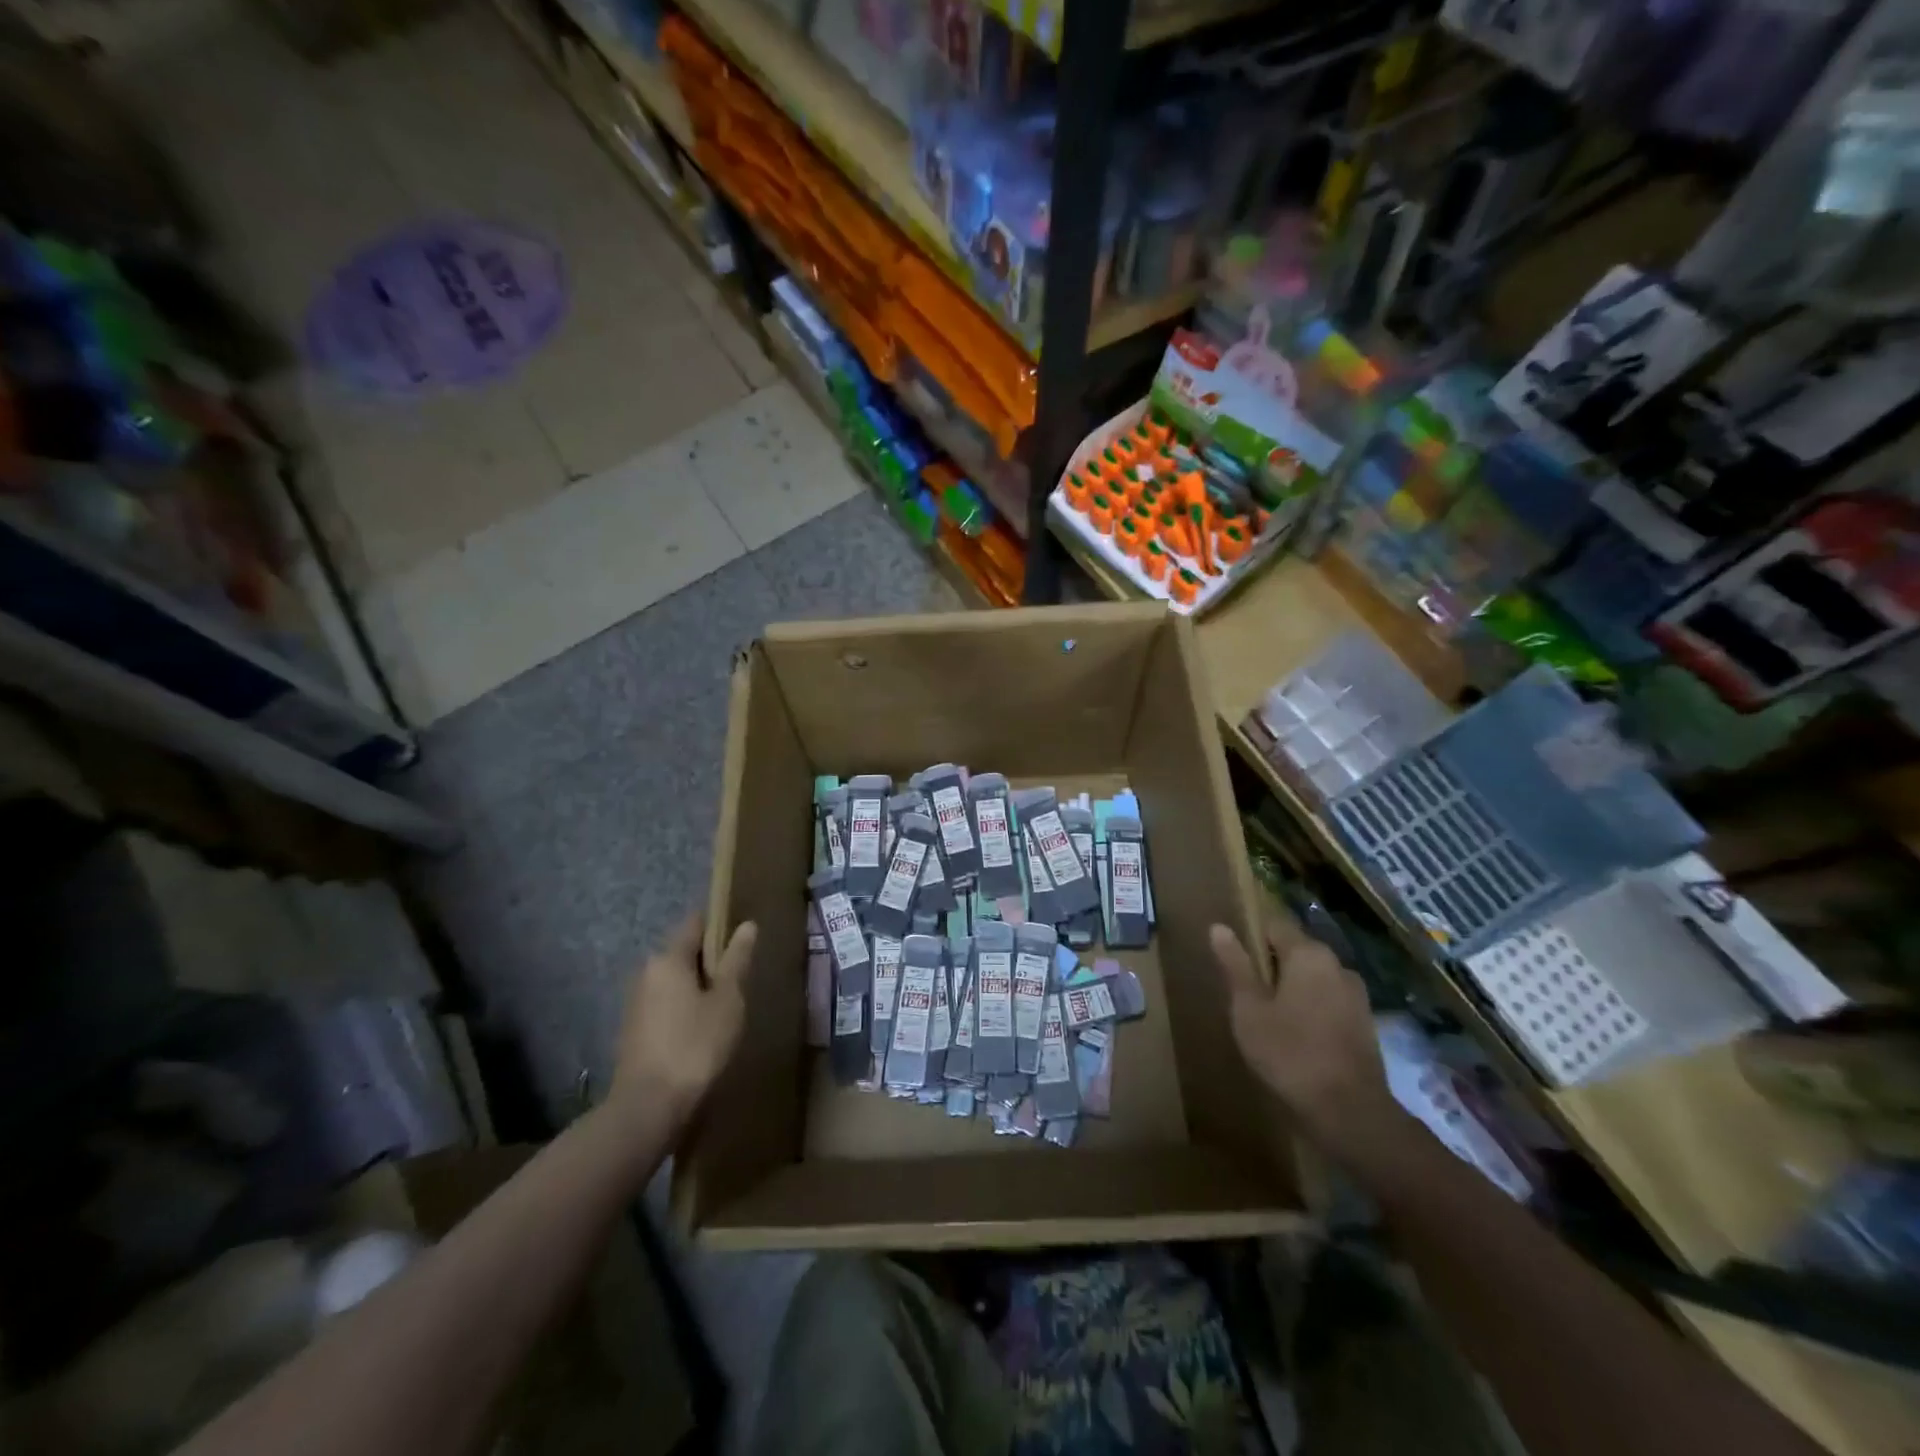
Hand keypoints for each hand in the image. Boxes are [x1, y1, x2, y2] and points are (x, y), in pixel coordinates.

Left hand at [612, 914, 756, 1117]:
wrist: (647, 1108)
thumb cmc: (695, 1046)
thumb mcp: (727, 1001)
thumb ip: (737, 961)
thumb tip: (747, 925)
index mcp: (668, 958)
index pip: (696, 923)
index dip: (721, 925)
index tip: (743, 942)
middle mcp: (646, 972)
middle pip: (684, 952)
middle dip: (711, 962)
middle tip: (740, 983)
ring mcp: (635, 1002)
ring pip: (675, 981)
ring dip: (698, 988)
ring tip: (725, 1010)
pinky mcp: (633, 1030)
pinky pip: (665, 1005)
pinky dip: (684, 1009)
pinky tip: (702, 1032)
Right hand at [1210, 911, 1398, 1150]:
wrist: (1350, 1112)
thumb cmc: (1289, 1053)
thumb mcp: (1249, 1009)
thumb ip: (1235, 965)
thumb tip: (1219, 927)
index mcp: (1308, 953)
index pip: (1273, 924)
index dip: (1250, 936)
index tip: (1233, 960)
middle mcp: (1337, 964)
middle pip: (1295, 950)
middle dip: (1270, 965)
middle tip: (1245, 994)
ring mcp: (1356, 993)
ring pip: (1313, 977)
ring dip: (1291, 988)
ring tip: (1269, 1017)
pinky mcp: (1365, 1021)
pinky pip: (1328, 1000)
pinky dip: (1310, 1007)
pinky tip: (1296, 1035)